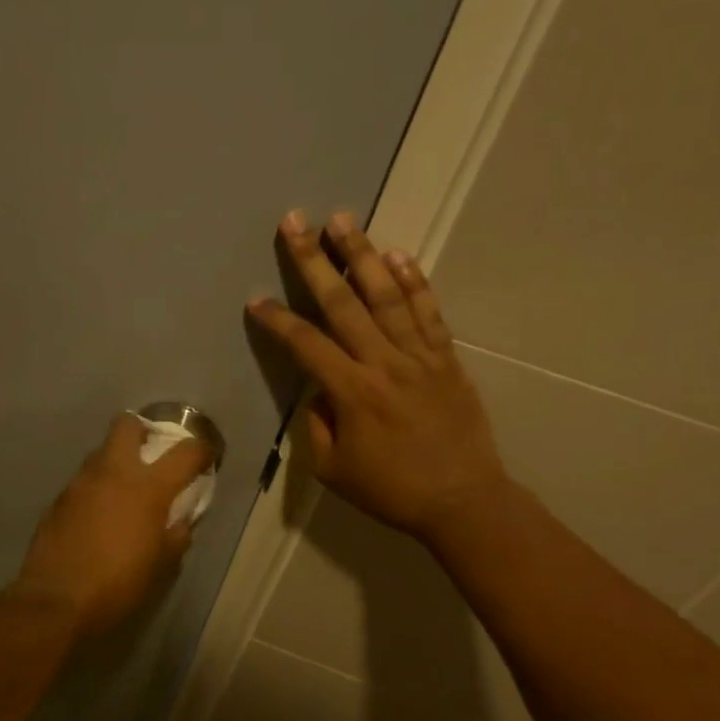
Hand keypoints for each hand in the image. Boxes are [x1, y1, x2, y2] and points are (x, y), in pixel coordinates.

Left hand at [14, 415, 212, 634]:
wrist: (56, 602)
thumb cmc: (119, 585)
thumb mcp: (163, 565)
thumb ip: (177, 534)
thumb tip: (181, 519)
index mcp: (148, 487)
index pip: (185, 452)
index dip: (202, 450)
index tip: (206, 458)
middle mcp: (113, 473)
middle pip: (127, 425)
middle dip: (143, 431)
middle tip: (152, 455)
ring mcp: (80, 483)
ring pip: (101, 453)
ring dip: (117, 462)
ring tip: (124, 492)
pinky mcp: (58, 500)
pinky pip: (83, 481)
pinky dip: (96, 489)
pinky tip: (98, 516)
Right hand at [246, 210, 510, 547]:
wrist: (464, 501)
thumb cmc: (392, 491)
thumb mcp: (333, 470)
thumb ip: (317, 425)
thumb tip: (319, 391)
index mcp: (352, 393)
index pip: (305, 345)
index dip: (277, 320)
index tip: (256, 299)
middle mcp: (384, 363)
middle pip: (343, 302)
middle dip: (314, 259)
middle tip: (295, 221)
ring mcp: (420, 356)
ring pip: (387, 295)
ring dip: (362, 253)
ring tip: (342, 218)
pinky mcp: (446, 359)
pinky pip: (429, 313)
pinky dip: (414, 281)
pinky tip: (398, 254)